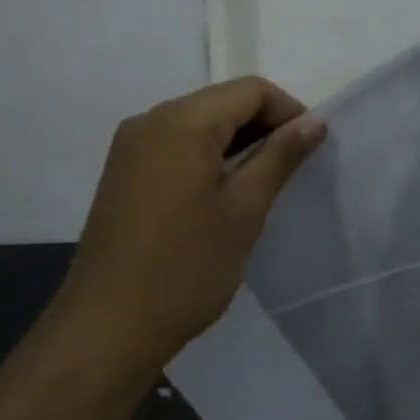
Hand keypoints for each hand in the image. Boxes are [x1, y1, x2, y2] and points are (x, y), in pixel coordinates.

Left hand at [58, 77, 325, 387]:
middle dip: (264, 125)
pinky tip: (223, 191)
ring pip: (200, 121)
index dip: (289, 111)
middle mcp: (150, 120)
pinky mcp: (123, 171)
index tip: (311, 148)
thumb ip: (279, 156)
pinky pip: (176, 143)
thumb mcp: (243, 210)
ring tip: (263, 181)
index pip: (250, 90)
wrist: (105, 329)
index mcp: (181, 122)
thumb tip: (314, 121)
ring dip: (237, 141)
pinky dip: (208, 154)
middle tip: (293, 167)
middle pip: (223, 101)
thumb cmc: (184, 269)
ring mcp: (131, 145)